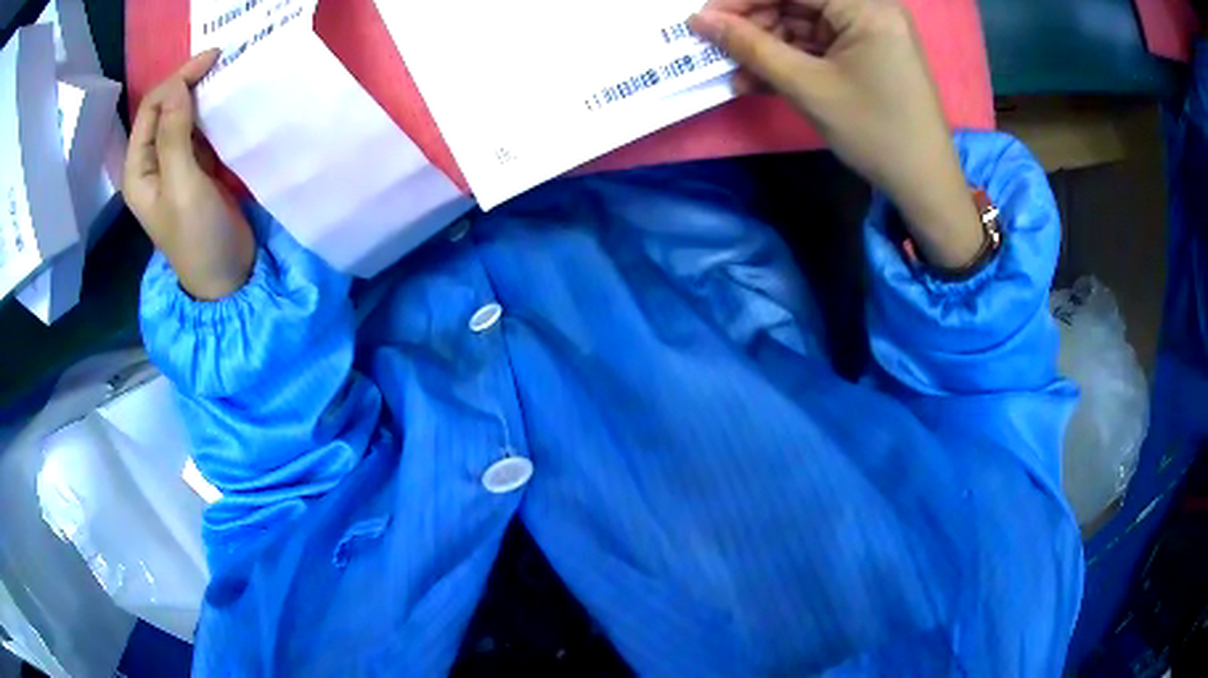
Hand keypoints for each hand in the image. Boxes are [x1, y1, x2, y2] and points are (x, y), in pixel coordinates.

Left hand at [124, 50, 254, 300]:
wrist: (226, 275)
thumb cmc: (197, 237)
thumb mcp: (182, 186)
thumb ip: (174, 136)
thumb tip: (175, 85)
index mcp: (139, 170)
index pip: (150, 109)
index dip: (176, 80)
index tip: (211, 61)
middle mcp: (152, 162)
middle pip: (165, 108)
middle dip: (188, 81)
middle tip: (222, 59)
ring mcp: (175, 164)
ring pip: (183, 115)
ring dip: (202, 93)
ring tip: (227, 74)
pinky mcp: (196, 168)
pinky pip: (199, 129)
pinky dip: (212, 112)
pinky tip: (227, 102)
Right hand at [689, 0, 983, 268]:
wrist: (924, 184)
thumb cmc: (875, 132)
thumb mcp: (808, 87)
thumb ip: (751, 47)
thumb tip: (699, 20)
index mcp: (866, 6)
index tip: (704, 19)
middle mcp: (869, 7)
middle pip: (796, 1)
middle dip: (754, 26)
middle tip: (718, 51)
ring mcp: (869, 30)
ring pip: (803, 23)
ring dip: (767, 48)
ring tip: (737, 76)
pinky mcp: (866, 51)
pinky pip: (818, 45)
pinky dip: (790, 60)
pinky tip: (761, 81)